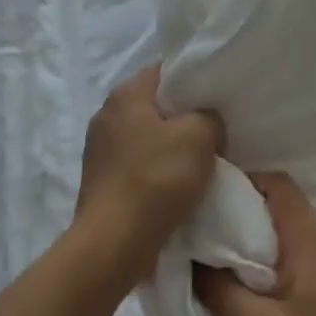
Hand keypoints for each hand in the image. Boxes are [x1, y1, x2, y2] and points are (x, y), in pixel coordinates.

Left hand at [75, 66, 222, 287]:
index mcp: (125, 95)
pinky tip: (177, 185)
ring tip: (199, 161)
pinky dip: (157, 170)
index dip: (192, 80)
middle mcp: (106, 115)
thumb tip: (205, 122)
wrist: (114, 243)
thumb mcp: (199, 137)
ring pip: (147, 137)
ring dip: (171, 147)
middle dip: (183, 117)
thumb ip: (208, 117)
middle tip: (214, 130)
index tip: (215, 97)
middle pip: (155, 106)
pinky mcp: (101, 180)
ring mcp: (99, 150)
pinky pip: (138, 164)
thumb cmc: (157, 179)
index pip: (163, 71)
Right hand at [194, 172, 315, 315]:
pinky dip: (290, 268)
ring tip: (238, 282)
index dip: (241, 184)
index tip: (210, 206)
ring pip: (300, 237)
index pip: (275, 182)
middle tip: (214, 249)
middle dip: (247, 222)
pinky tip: (276, 305)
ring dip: (268, 250)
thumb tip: (196, 261)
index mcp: (312, 236)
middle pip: (286, 209)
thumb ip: (219, 292)